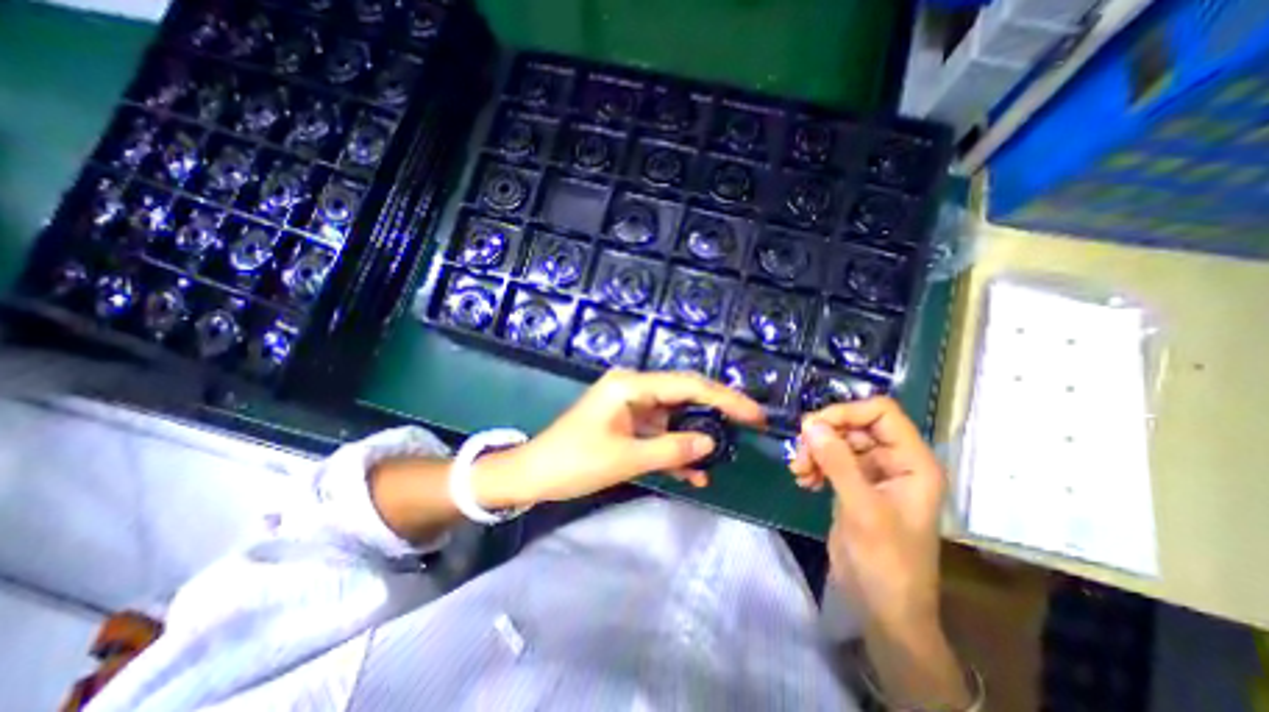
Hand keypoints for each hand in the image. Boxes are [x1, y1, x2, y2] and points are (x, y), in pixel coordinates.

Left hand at [467, 370, 757, 507]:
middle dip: (717, 411)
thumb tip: (710, 442)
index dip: (724, 398)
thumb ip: (672, 449)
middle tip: (750, 425)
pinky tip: (693, 473)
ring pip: (675, 415)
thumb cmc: (574, 463)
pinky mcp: (628, 422)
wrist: (534, 474)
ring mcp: (631, 405)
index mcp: (630, 385)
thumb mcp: (626, 458)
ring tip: (723, 456)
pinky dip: (675, 448)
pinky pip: (660, 431)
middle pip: (684, 394)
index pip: (687, 385)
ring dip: (695, 437)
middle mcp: (633, 387)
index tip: (753, 413)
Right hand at [790, 396, 946, 637]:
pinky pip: (829, 460)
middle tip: (799, 453)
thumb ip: (837, 462)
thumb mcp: (862, 508)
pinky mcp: (852, 485)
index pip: (882, 413)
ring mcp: (872, 473)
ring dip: (814, 451)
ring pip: (837, 441)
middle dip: (824, 436)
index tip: (813, 426)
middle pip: (854, 425)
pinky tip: (803, 481)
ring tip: (798, 471)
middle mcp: (894, 461)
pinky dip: (813, 465)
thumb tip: (809, 423)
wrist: (883, 608)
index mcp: (912, 461)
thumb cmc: (886, 561)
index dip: (847, 412)